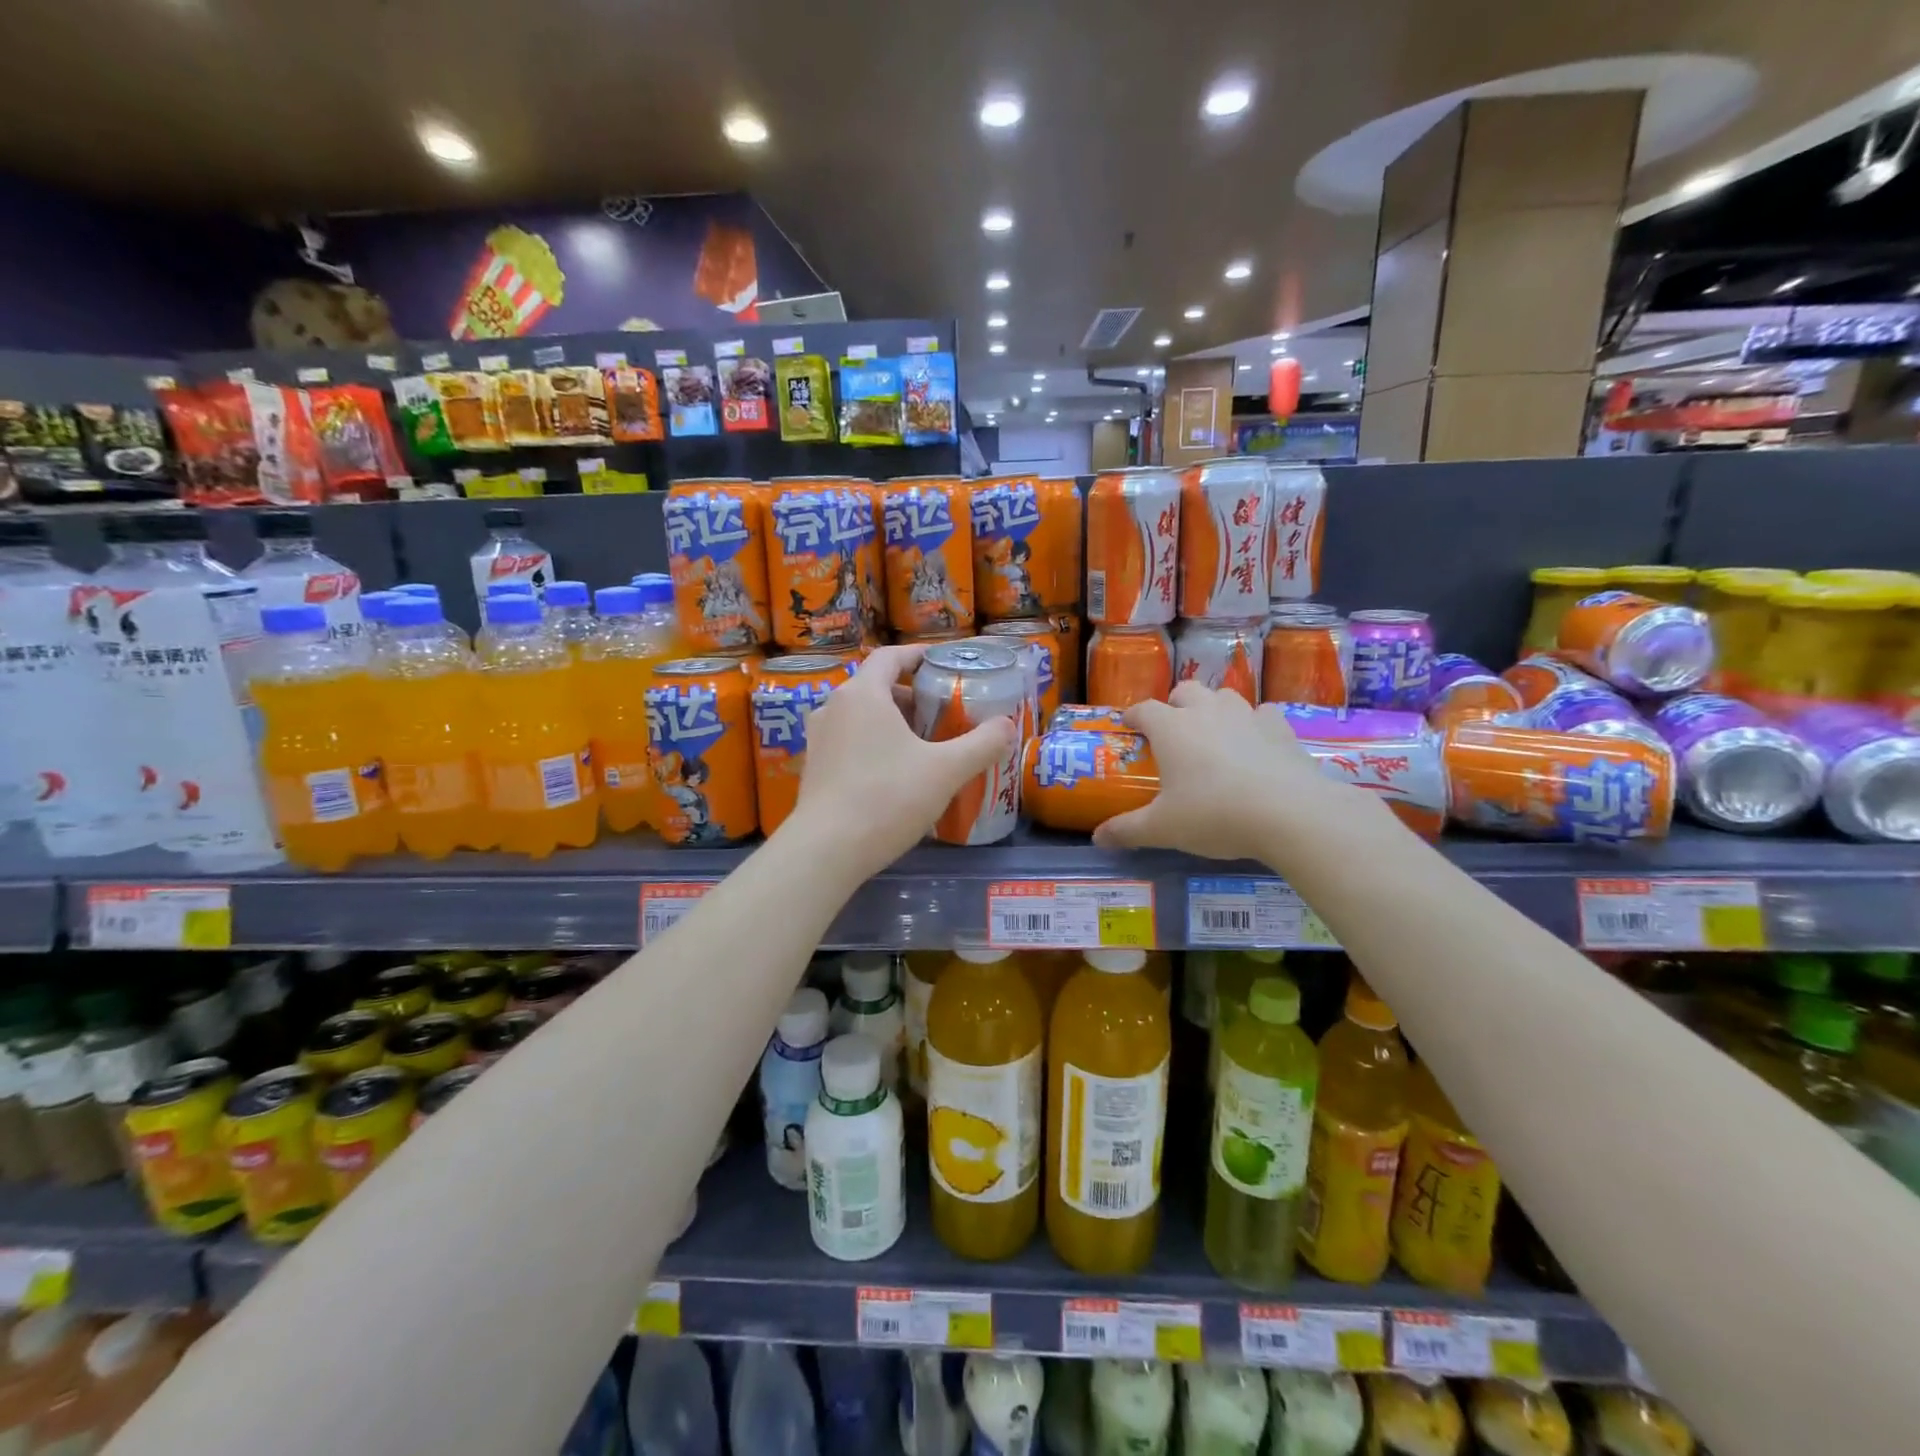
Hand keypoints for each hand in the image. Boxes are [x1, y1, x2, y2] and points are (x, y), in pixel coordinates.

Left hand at [785, 645, 1017, 876]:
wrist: (826, 851)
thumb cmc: (887, 798)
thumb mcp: (945, 771)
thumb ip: (981, 744)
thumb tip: (1007, 726)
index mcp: (863, 694)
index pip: (890, 657)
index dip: (918, 656)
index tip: (942, 664)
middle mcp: (834, 707)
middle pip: (877, 687)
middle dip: (911, 696)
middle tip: (943, 714)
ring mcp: (819, 738)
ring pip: (862, 716)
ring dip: (893, 723)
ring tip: (924, 745)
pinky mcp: (814, 768)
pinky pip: (849, 741)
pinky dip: (874, 744)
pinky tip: (896, 774)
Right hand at [1092, 683, 1350, 859]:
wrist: (1289, 813)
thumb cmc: (1214, 815)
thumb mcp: (1163, 828)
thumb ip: (1127, 830)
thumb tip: (1097, 838)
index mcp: (1171, 728)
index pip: (1143, 709)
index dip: (1133, 716)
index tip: (1128, 727)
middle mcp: (1206, 711)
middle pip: (1185, 690)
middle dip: (1175, 704)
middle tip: (1172, 731)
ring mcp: (1247, 715)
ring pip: (1224, 695)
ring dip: (1213, 708)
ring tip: (1213, 735)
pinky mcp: (1281, 728)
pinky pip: (1263, 714)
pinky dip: (1255, 723)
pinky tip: (1256, 744)